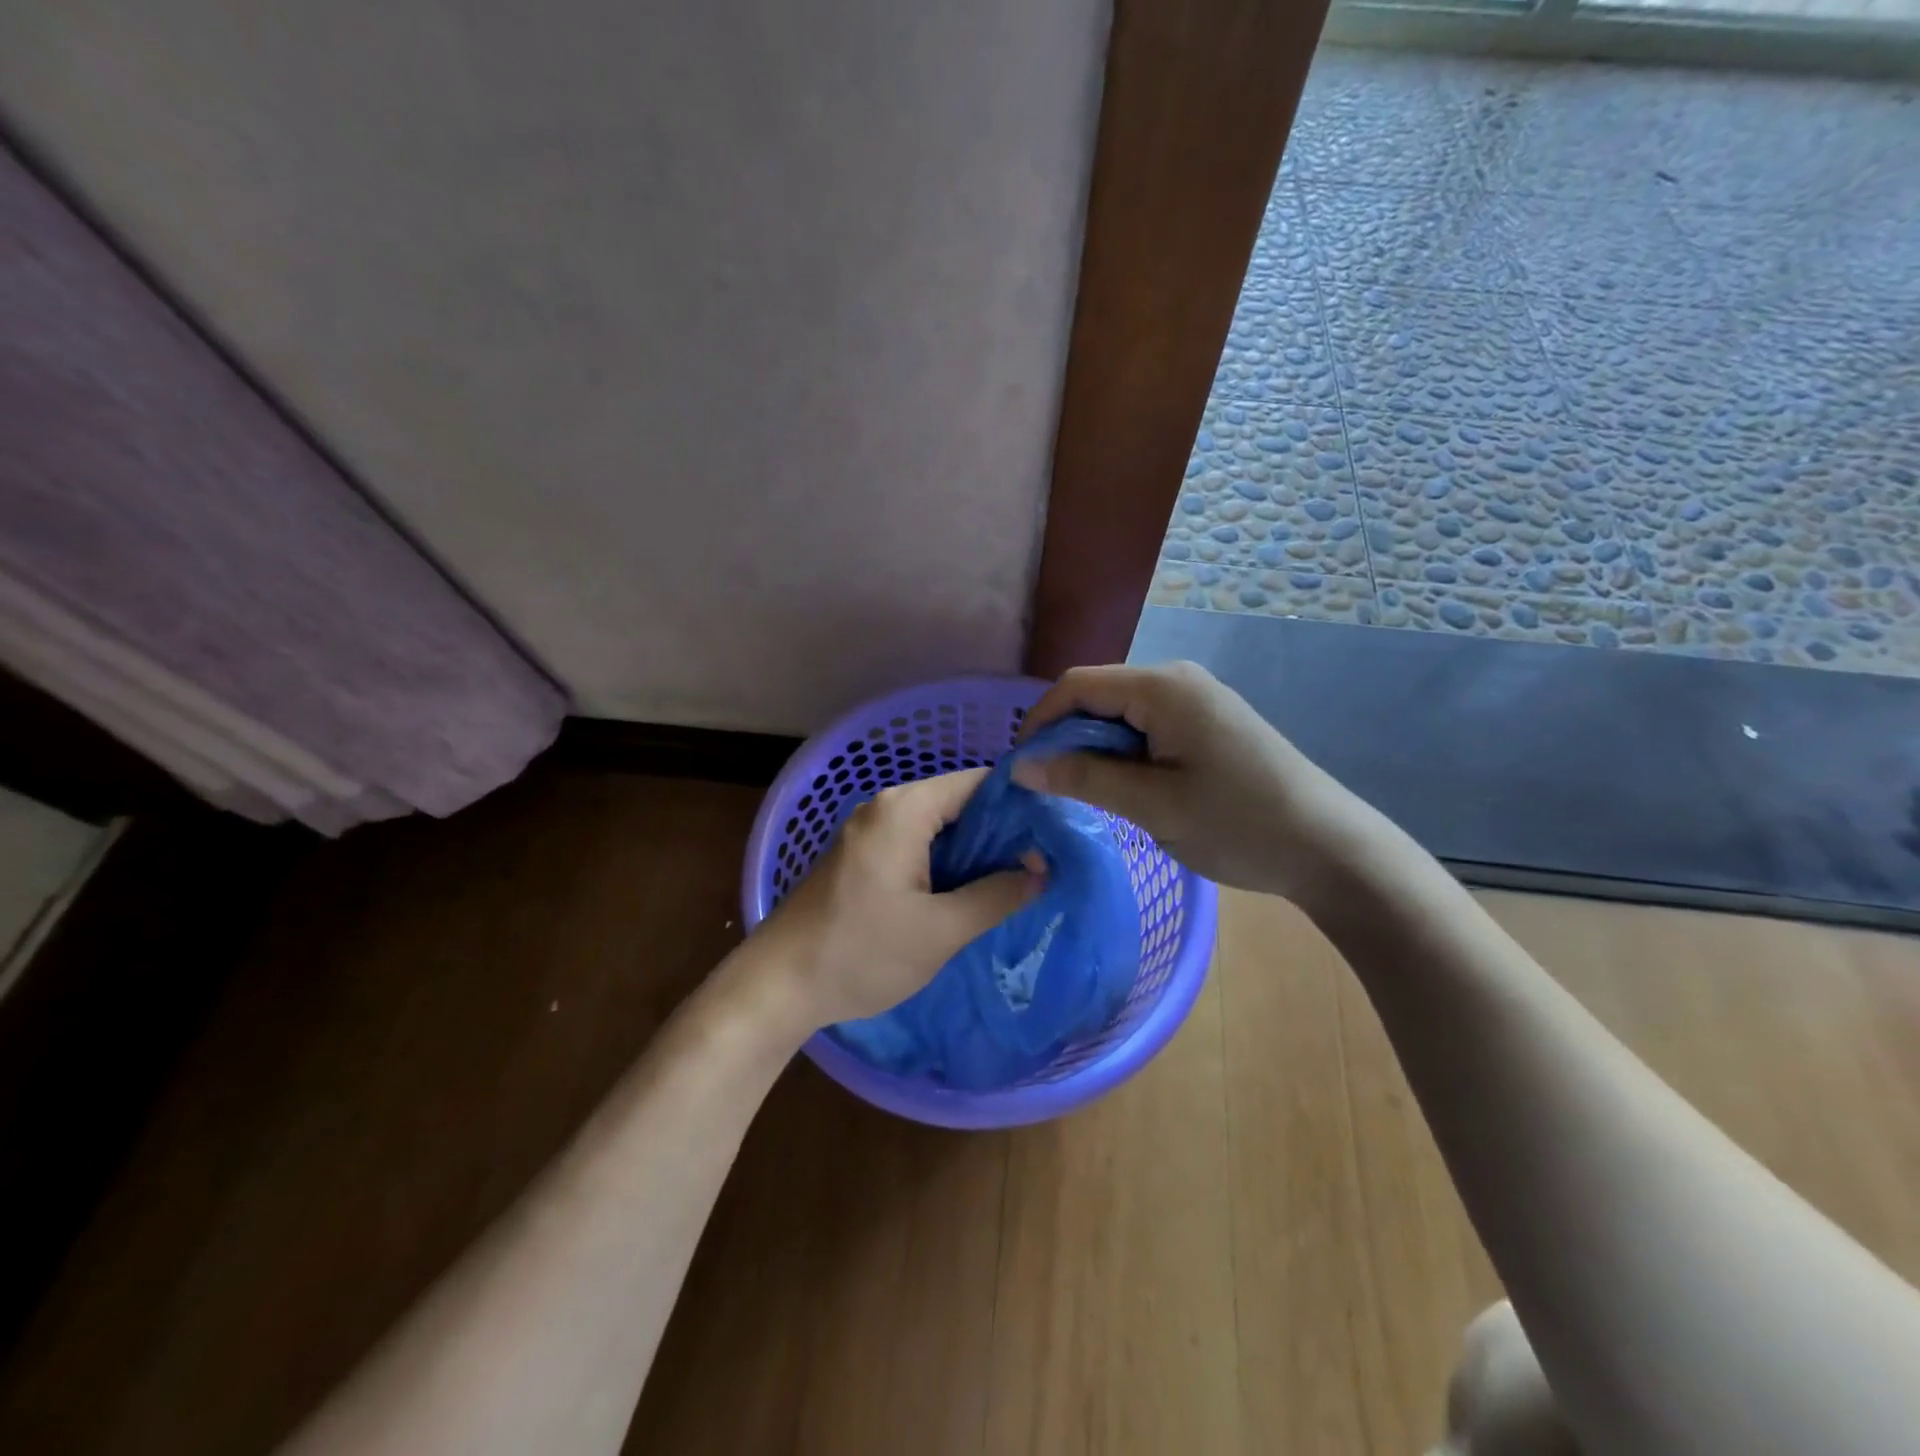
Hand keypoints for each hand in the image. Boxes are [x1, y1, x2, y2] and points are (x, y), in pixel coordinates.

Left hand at [746, 769, 1043, 1029]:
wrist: (778, 985)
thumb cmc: (861, 952)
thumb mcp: (941, 931)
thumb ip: (996, 895)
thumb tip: (1041, 870)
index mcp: (905, 809)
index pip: (978, 783)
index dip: (1019, 804)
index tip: (1054, 833)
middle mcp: (886, 807)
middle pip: (958, 803)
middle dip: (1000, 832)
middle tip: (1042, 864)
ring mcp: (870, 831)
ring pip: (938, 827)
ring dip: (974, 852)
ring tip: (1016, 880)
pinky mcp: (862, 856)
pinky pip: (917, 845)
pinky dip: (946, 863)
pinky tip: (969, 892)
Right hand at [1011, 661, 1367, 903]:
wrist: (1328, 848)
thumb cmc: (1238, 823)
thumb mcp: (1152, 804)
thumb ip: (1084, 778)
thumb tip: (1020, 766)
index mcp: (1163, 688)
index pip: (1078, 686)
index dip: (1040, 722)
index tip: (1021, 768)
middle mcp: (1177, 680)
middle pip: (1098, 696)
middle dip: (1065, 737)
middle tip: (1048, 787)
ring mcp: (1196, 700)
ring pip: (1120, 714)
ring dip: (1093, 748)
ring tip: (1082, 792)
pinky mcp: (1207, 723)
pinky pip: (1146, 727)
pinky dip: (1122, 753)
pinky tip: (1123, 787)